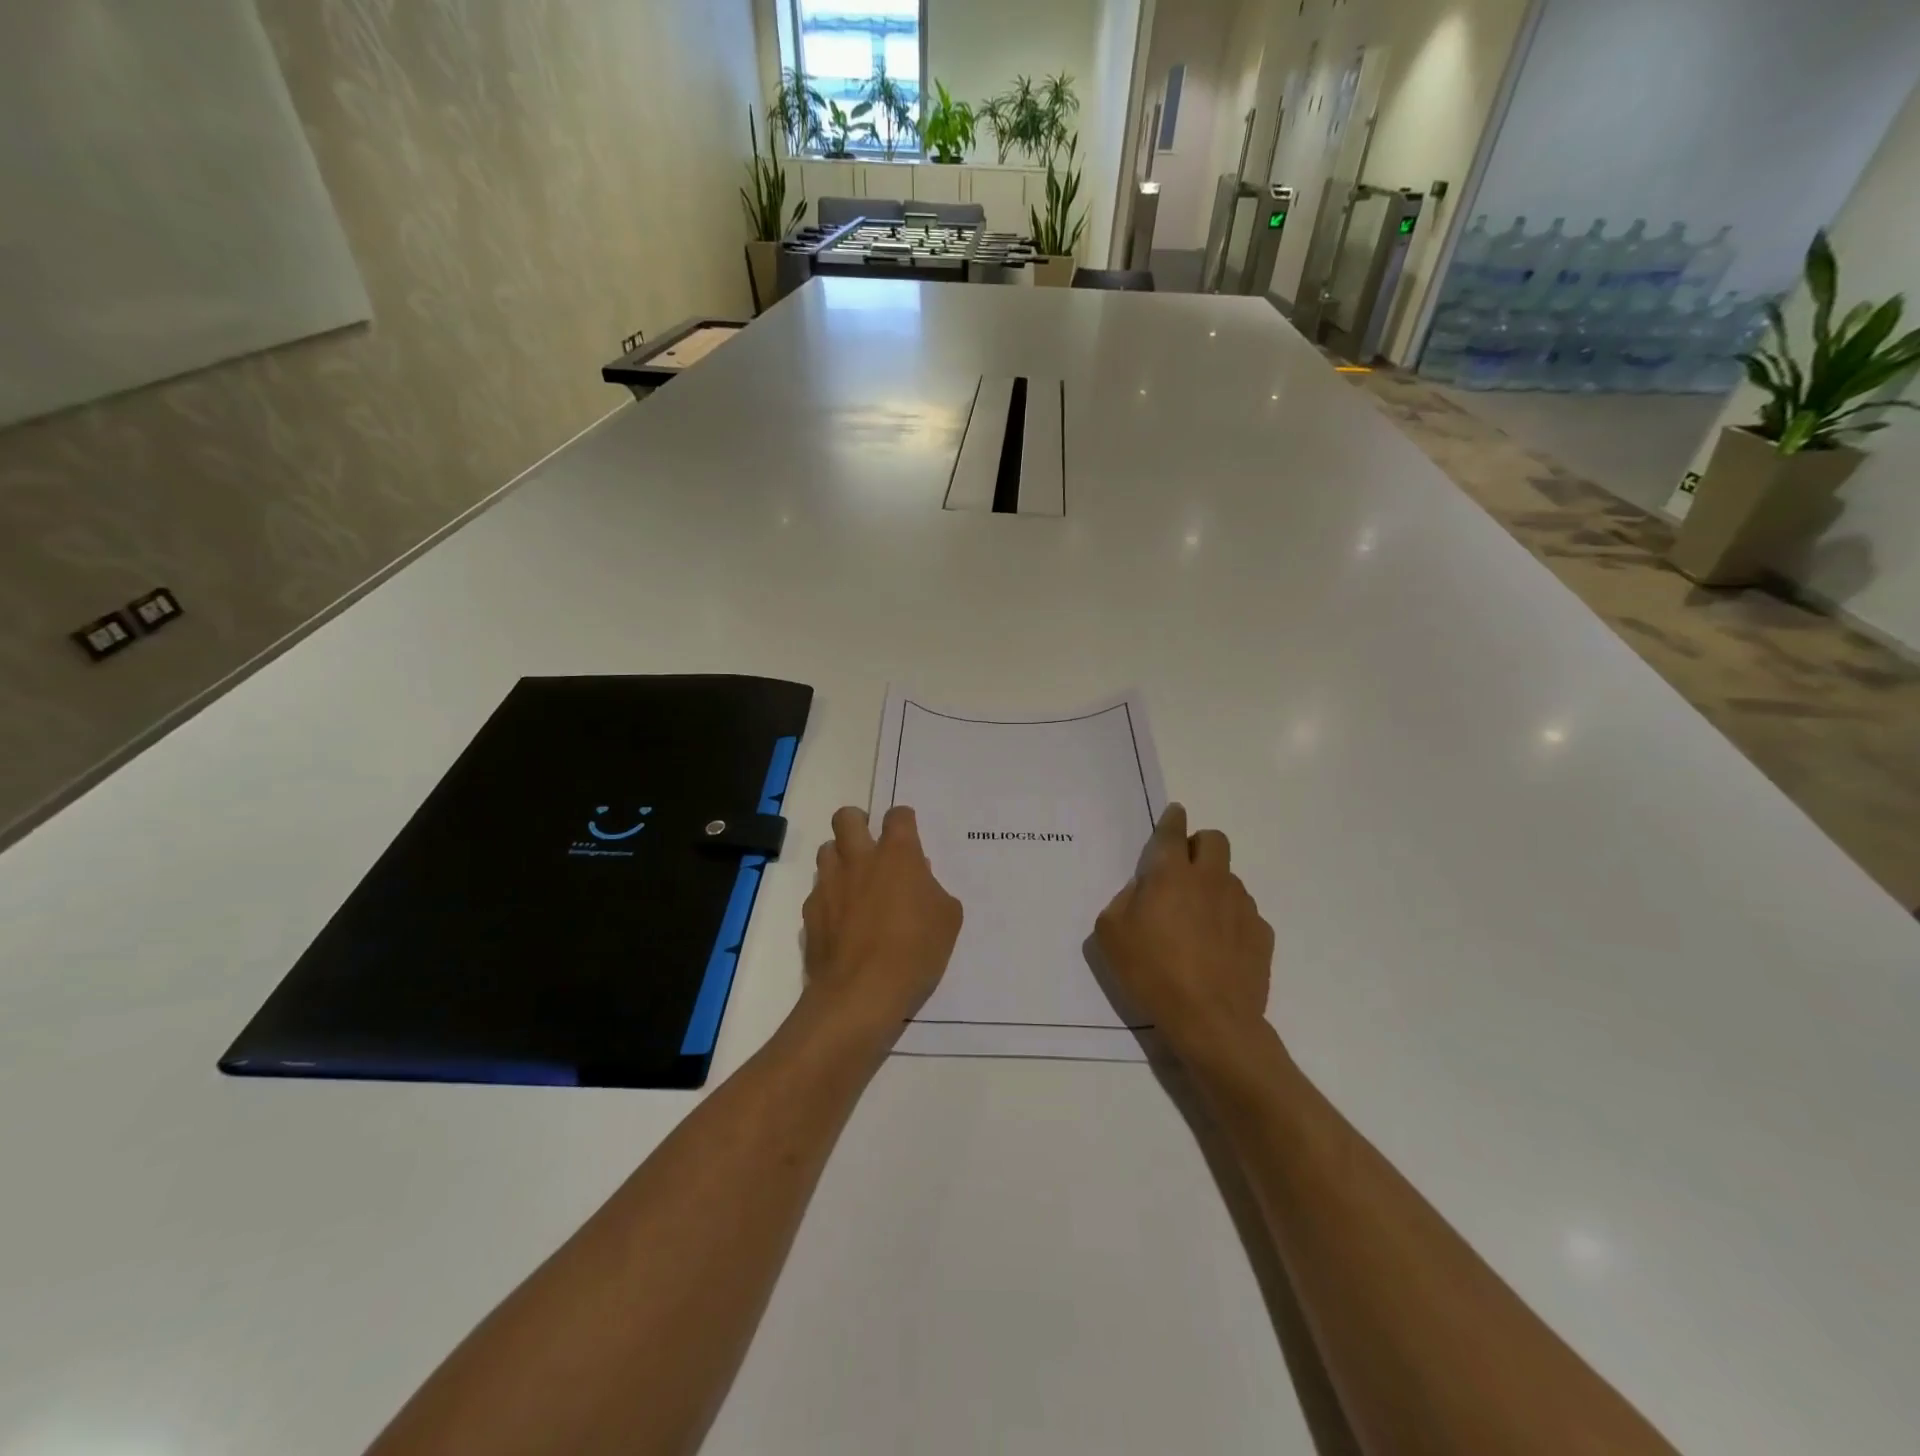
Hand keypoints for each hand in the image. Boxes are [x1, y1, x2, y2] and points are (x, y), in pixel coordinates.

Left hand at [802, 805, 962, 1040]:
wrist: (862, 992)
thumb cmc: (915, 951)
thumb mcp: (947, 920)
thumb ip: (934, 890)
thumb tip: (919, 879)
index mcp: (897, 854)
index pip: (898, 815)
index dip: (903, 820)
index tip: (908, 834)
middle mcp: (859, 859)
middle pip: (847, 817)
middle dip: (858, 821)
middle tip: (870, 843)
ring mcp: (829, 883)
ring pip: (826, 850)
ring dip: (839, 857)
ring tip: (854, 880)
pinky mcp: (810, 911)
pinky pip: (817, 890)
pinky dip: (829, 896)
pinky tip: (842, 919)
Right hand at [1094, 804, 1273, 1063]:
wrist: (1211, 1020)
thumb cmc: (1152, 973)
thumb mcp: (1111, 935)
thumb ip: (1124, 901)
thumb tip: (1142, 891)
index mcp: (1171, 874)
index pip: (1173, 832)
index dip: (1172, 819)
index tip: (1175, 814)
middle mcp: (1211, 880)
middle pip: (1215, 840)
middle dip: (1200, 844)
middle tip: (1184, 870)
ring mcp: (1242, 905)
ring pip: (1230, 877)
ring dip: (1214, 886)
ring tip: (1199, 920)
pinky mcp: (1262, 933)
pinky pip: (1245, 912)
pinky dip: (1230, 919)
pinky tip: (1219, 948)